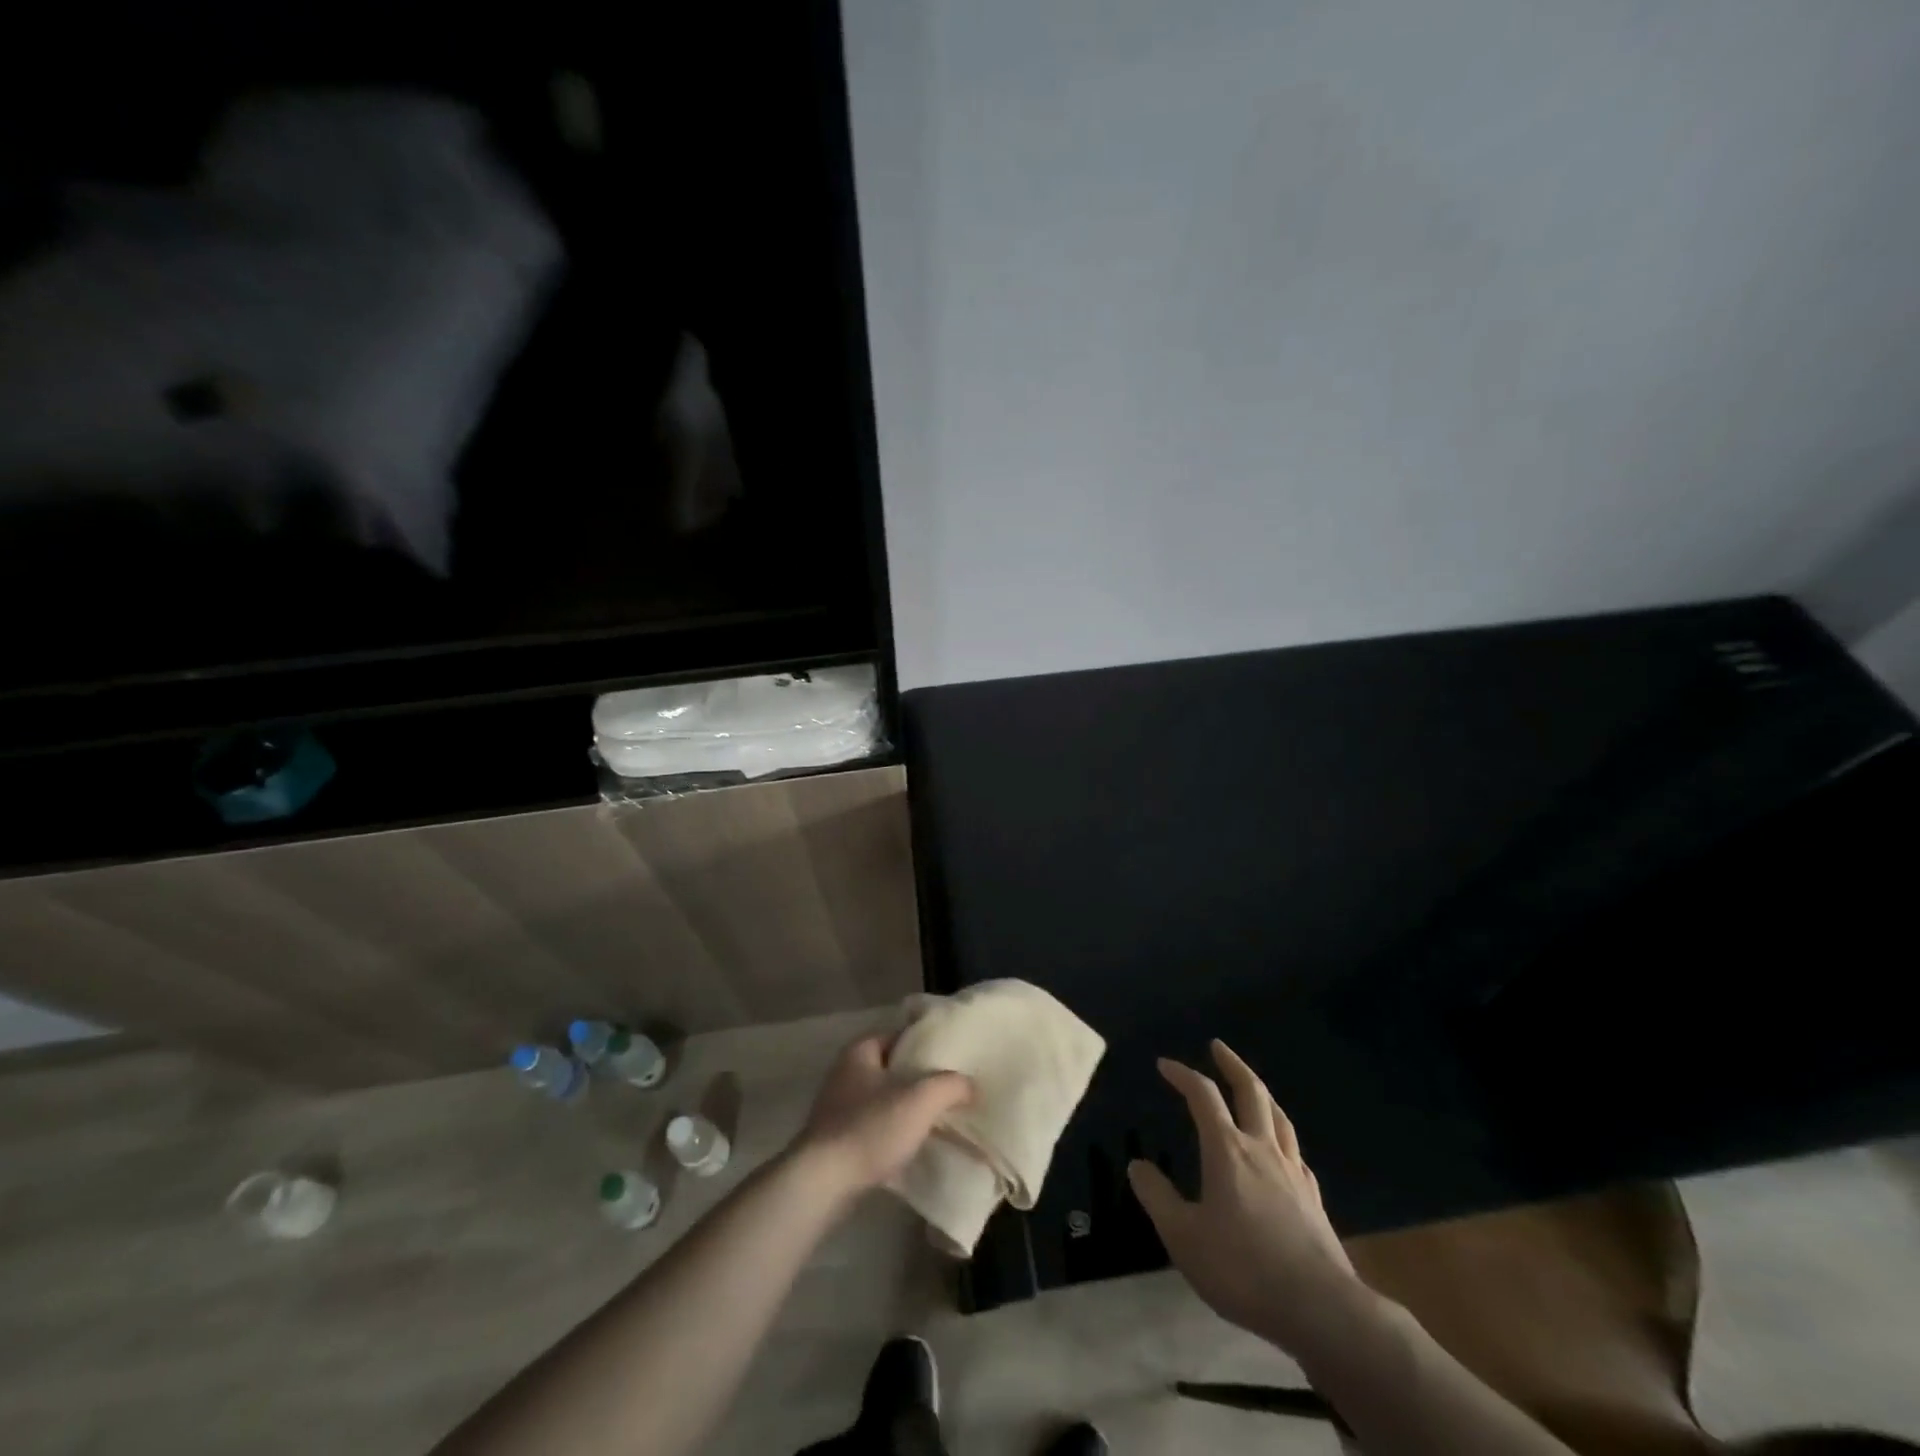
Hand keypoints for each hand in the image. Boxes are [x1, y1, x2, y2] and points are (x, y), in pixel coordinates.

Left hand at [794, 1034, 973, 1201]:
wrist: (822, 1183)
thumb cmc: (870, 1128)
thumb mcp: (920, 1099)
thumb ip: (950, 1085)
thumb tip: (969, 1085)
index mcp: (860, 1051)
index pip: (900, 1035)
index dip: (927, 1044)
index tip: (953, 1057)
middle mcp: (845, 1072)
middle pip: (892, 1068)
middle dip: (919, 1080)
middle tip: (951, 1090)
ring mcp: (837, 1108)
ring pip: (883, 1100)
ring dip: (906, 1109)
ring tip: (938, 1120)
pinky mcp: (836, 1140)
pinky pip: (873, 1128)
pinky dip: (892, 1134)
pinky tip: (913, 1147)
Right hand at [1128, 1039, 1357, 1353]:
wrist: (1322, 1310)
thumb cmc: (1243, 1269)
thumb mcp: (1184, 1237)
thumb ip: (1158, 1198)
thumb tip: (1137, 1165)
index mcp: (1227, 1150)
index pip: (1203, 1096)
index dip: (1182, 1075)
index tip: (1165, 1065)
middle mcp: (1262, 1149)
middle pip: (1251, 1092)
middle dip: (1232, 1064)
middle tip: (1218, 1046)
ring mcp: (1293, 1172)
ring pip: (1279, 1117)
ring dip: (1261, 1093)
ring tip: (1252, 1086)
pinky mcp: (1314, 1199)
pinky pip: (1295, 1152)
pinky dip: (1282, 1136)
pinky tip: (1281, 1149)